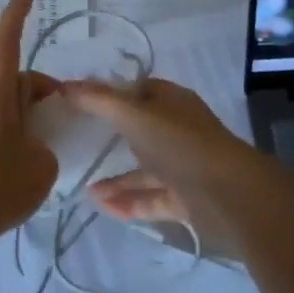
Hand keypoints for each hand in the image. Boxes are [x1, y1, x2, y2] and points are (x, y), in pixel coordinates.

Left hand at [0, 0, 59, 241]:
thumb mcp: (41, 163)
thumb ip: (46, 145)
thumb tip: (36, 146)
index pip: (5, 42)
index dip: (16, 15)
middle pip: (14, 78)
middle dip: (42, 89)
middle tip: (67, 114)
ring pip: (7, 104)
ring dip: (31, 113)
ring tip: (51, 143)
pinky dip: (17, 131)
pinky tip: (29, 161)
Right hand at [62, 77, 260, 230]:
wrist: (229, 195)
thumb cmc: (181, 144)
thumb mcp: (135, 115)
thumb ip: (99, 101)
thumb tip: (64, 85)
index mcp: (173, 102)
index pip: (140, 90)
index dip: (111, 93)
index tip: (80, 102)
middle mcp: (179, 131)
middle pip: (141, 130)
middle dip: (111, 137)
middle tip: (77, 143)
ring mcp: (184, 166)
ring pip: (145, 171)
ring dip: (116, 179)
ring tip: (83, 188)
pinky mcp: (185, 199)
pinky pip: (151, 199)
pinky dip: (128, 202)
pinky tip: (102, 206)